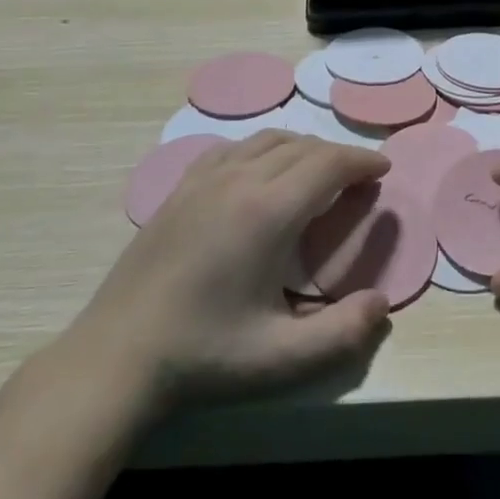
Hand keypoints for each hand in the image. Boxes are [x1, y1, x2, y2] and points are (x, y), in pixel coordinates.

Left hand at [61, 131, 392, 416]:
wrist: (117, 355)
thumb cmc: (204, 355)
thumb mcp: (280, 358)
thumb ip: (341, 333)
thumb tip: (382, 303)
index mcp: (268, 212)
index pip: (328, 164)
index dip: (361, 161)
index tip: (382, 170)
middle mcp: (239, 180)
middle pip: (303, 146)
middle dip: (338, 156)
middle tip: (358, 180)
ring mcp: (205, 179)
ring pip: (268, 140)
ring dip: (303, 148)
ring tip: (319, 172)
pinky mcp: (181, 187)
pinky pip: (232, 148)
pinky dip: (262, 149)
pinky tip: (261, 171)